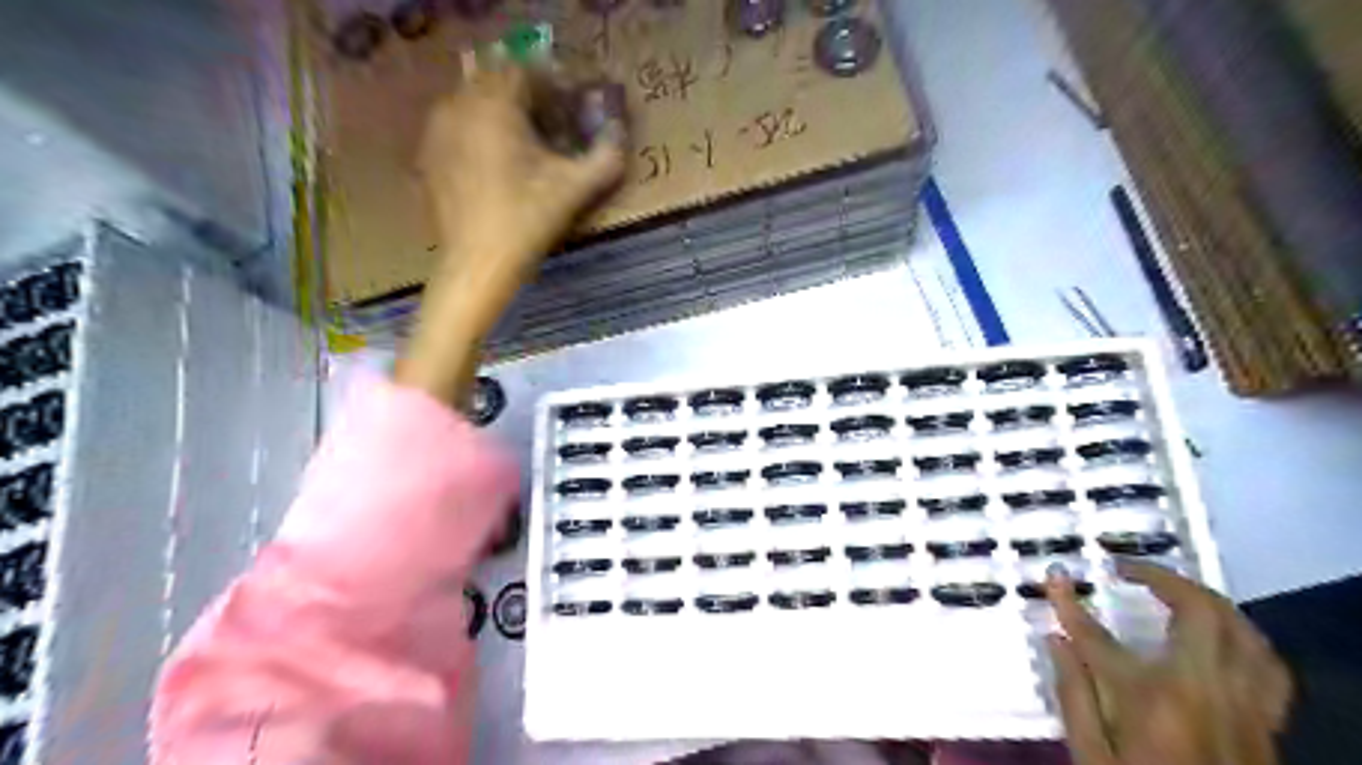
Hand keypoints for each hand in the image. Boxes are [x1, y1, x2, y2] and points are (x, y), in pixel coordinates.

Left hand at [397, 65, 624, 406]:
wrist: (478, 264)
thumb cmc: (528, 221)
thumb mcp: (576, 189)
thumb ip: (606, 157)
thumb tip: (620, 133)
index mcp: (495, 104)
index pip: (525, 70)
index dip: (553, 84)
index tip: (571, 108)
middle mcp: (459, 105)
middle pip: (495, 80)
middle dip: (527, 96)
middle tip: (552, 125)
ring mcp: (437, 130)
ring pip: (473, 101)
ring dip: (501, 112)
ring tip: (525, 145)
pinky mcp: (429, 156)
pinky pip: (457, 126)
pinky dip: (479, 132)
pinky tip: (497, 165)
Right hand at [1045, 561, 1290, 763]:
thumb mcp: (1090, 757)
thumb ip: (1072, 694)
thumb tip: (1055, 639)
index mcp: (1151, 698)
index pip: (1097, 636)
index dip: (1069, 602)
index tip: (1056, 577)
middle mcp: (1204, 689)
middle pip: (1196, 612)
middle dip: (1161, 577)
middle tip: (1128, 568)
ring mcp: (1244, 703)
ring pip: (1243, 630)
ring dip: (1208, 599)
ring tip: (1177, 590)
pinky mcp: (1266, 720)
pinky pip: (1267, 664)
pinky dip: (1245, 637)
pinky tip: (1224, 634)